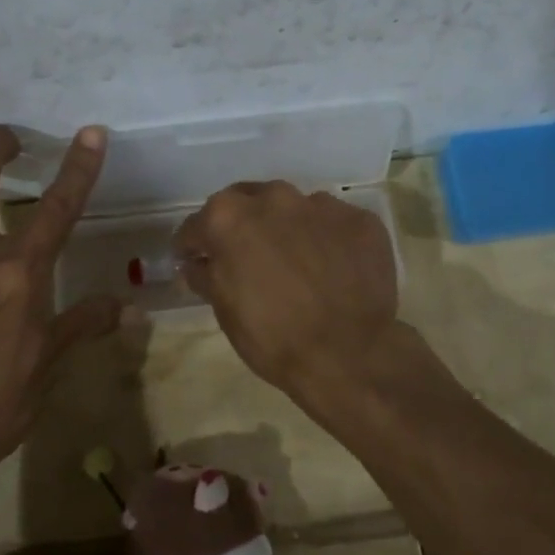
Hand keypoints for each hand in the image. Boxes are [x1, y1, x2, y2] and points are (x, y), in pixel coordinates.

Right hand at [173, 181, 398, 391]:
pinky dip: (325, 239)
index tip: (196, 261)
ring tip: (295, 263)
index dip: (193, 247)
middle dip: (241, 226)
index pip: (197, 226)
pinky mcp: (360, 220)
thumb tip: (197, 263)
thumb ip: (206, 275)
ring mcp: (321, 205)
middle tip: (247, 259)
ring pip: (292, 209)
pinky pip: (332, 223)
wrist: (349, 356)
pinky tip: (331, 268)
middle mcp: (274, 198)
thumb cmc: (273, 338)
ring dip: (286, 229)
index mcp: (229, 217)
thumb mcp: (225, 311)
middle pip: (246, 204)